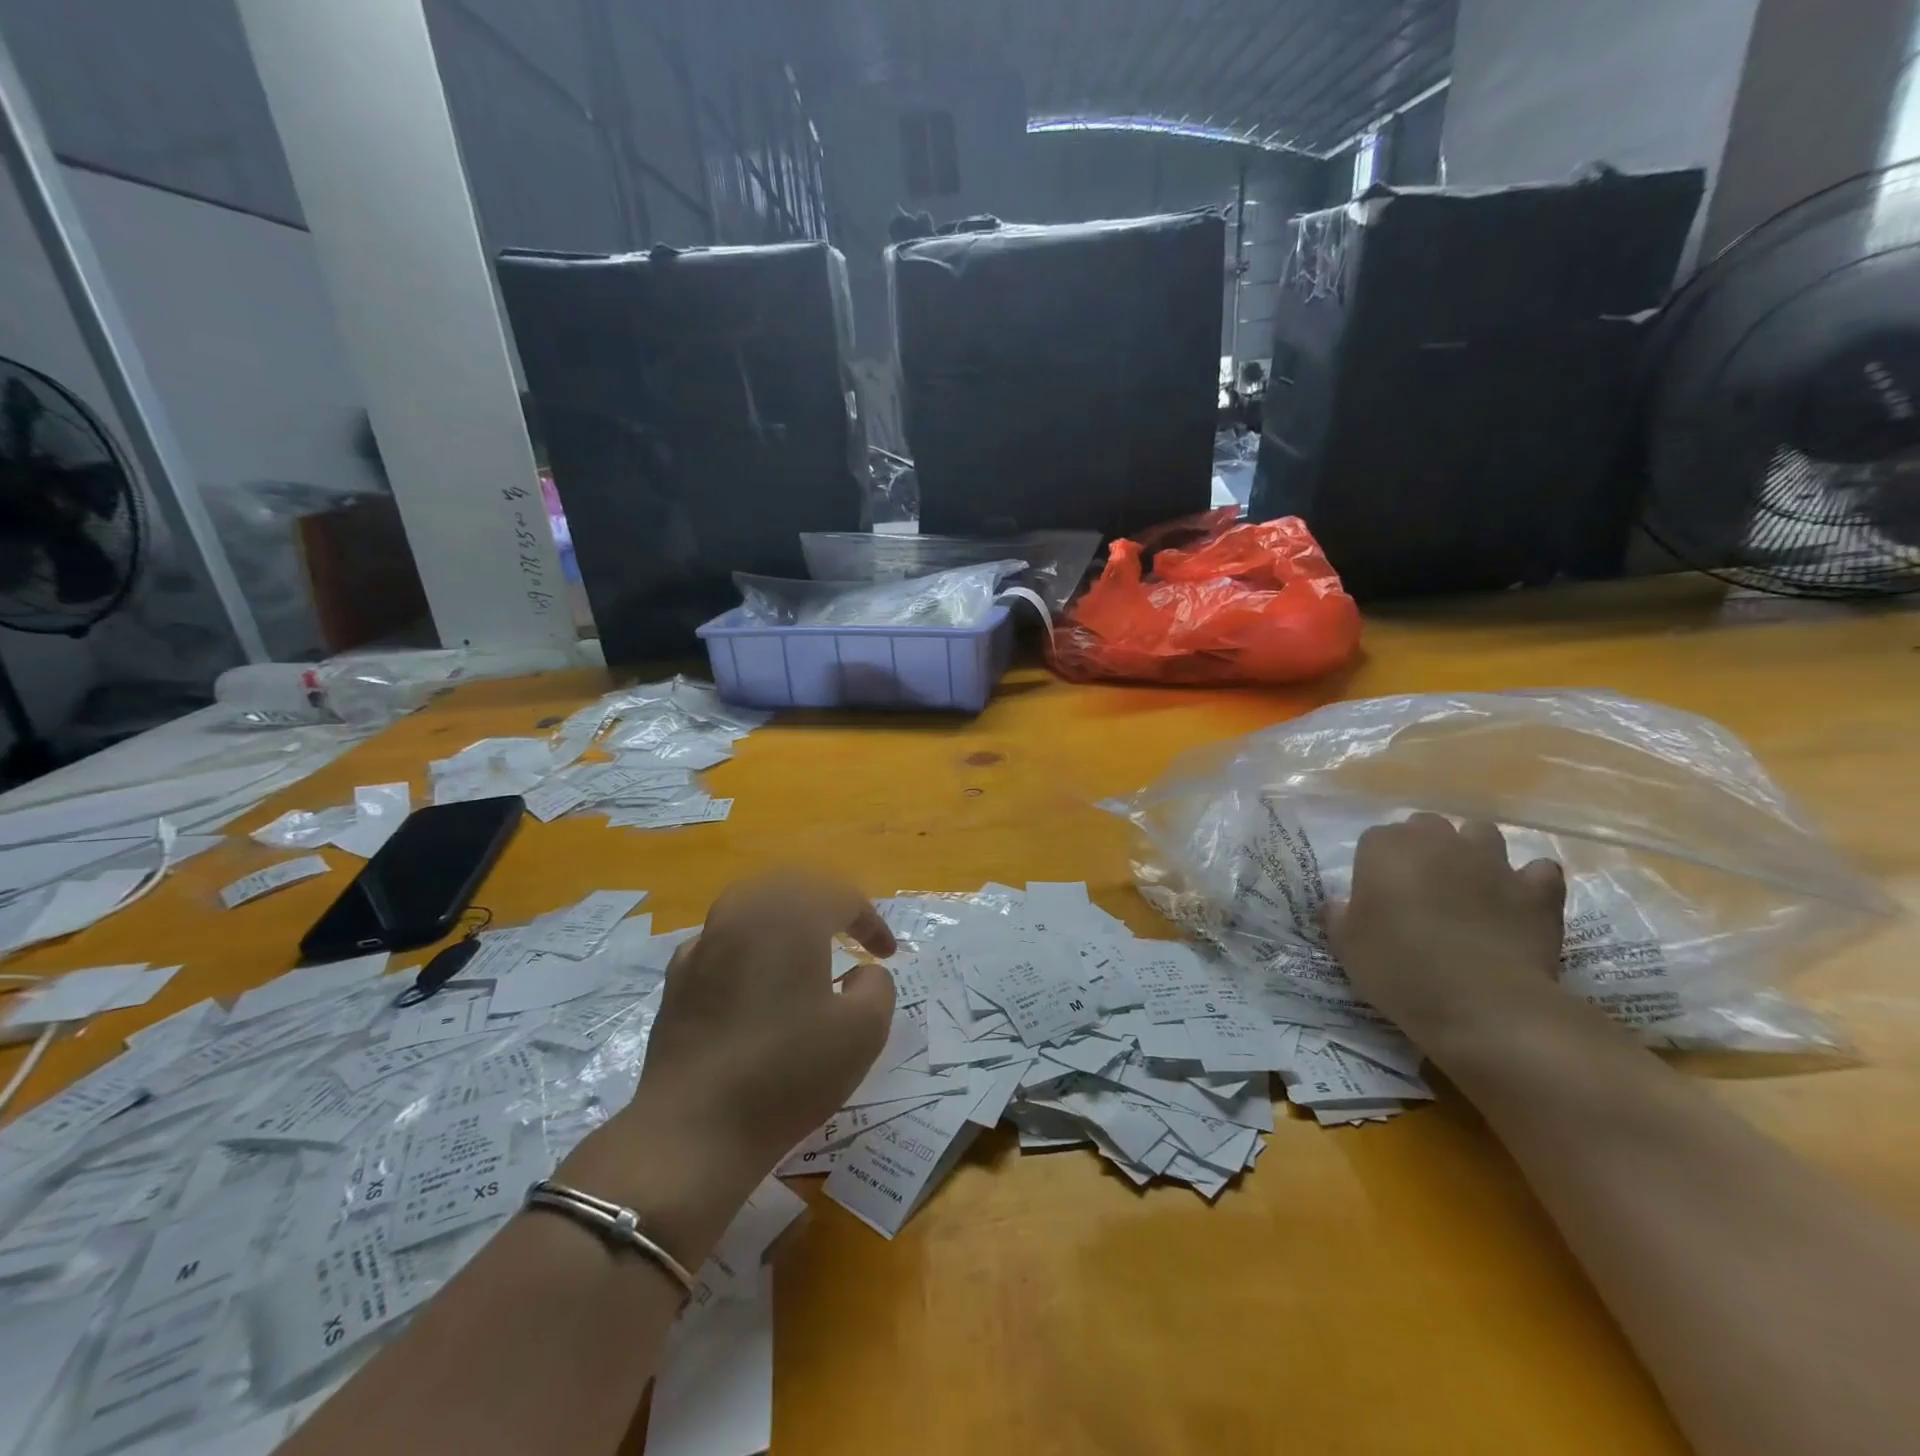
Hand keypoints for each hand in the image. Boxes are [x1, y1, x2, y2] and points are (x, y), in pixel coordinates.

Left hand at [568, 872, 898, 1258]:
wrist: (694, 1130)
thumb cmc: (788, 1073)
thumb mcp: (864, 1031)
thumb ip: (878, 986)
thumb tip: (861, 973)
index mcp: (790, 916)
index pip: (841, 897)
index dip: (870, 921)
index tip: (887, 954)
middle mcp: (743, 913)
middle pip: (793, 888)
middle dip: (827, 905)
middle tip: (851, 935)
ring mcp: (703, 942)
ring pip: (753, 905)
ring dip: (786, 918)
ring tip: (806, 947)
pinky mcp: (678, 977)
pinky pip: (723, 938)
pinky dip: (749, 944)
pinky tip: (756, 977)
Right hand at [1323, 815, 1572, 1053]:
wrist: (1481, 1002)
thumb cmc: (1398, 968)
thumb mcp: (1347, 946)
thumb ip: (1339, 916)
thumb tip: (1338, 905)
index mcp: (1385, 848)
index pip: (1375, 839)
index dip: (1376, 865)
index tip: (1376, 894)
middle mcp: (1437, 841)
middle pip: (1427, 826)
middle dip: (1424, 847)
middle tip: (1419, 886)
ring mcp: (1492, 861)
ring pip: (1482, 834)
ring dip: (1474, 851)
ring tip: (1468, 884)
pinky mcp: (1537, 890)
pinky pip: (1538, 872)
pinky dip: (1530, 881)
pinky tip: (1519, 901)